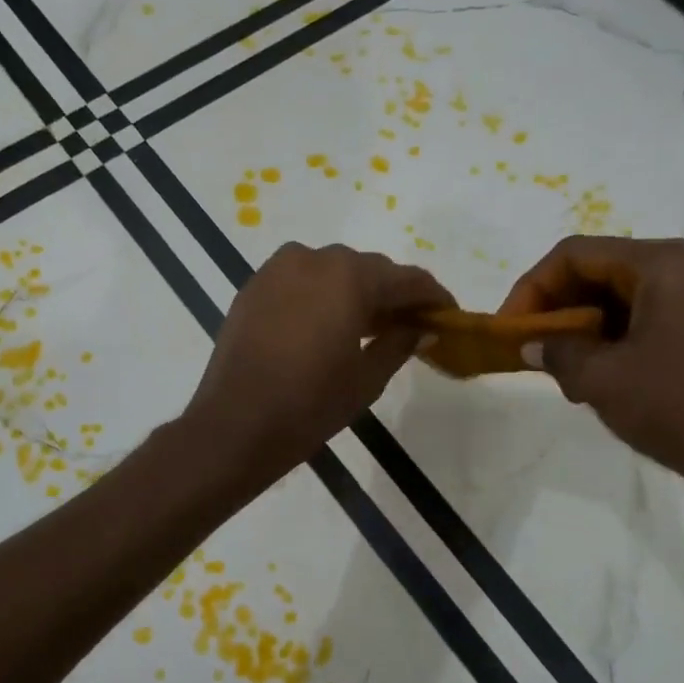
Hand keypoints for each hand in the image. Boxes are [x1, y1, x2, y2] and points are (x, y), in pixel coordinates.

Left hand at [184, 242, 451, 476]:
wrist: (235, 423)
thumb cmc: (310, 404)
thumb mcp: (367, 378)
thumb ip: (400, 342)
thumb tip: (424, 327)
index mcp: (349, 276)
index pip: (406, 279)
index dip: (433, 297)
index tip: (449, 315)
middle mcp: (313, 258)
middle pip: (368, 270)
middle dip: (392, 294)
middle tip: (410, 325)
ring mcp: (278, 268)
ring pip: (332, 270)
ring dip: (355, 291)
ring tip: (369, 326)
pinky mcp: (254, 285)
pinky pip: (301, 280)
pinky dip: (321, 294)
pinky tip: (328, 323)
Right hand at [500, 236, 683, 504]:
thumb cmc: (678, 406)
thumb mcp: (600, 379)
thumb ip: (556, 352)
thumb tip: (532, 346)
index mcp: (665, 263)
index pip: (577, 254)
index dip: (533, 287)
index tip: (511, 326)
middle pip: (605, 270)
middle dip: (560, 305)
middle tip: (533, 343)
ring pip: (630, 295)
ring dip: (587, 323)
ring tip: (564, 364)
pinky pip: (657, 315)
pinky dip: (620, 334)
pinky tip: (605, 371)